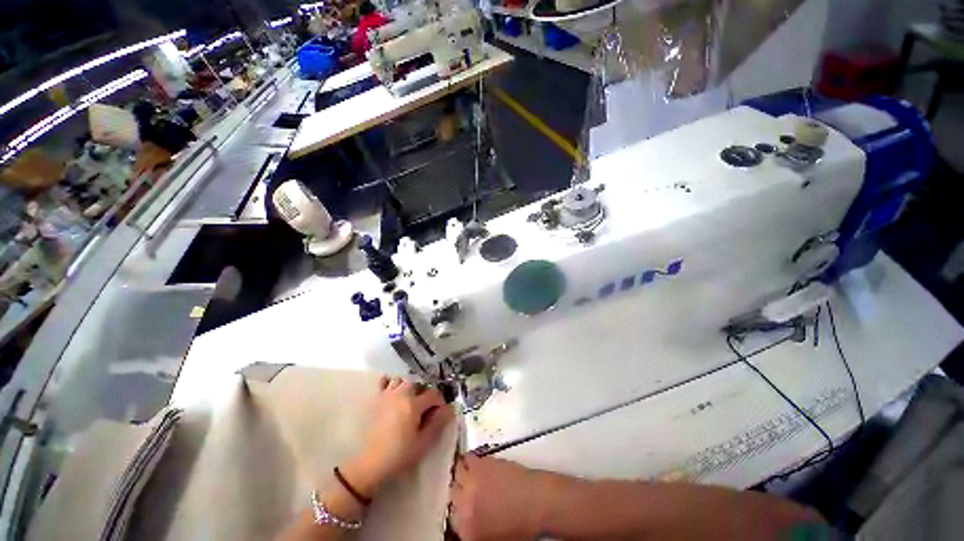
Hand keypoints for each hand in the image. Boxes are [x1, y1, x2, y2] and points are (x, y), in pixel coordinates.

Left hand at [342, 377, 453, 496]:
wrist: (370, 464)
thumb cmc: (399, 455)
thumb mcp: (423, 442)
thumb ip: (438, 423)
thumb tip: (450, 408)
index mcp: (414, 404)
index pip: (433, 394)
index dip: (439, 402)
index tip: (440, 413)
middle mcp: (401, 394)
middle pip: (418, 383)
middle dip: (425, 392)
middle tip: (425, 408)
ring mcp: (387, 394)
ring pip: (402, 380)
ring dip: (409, 387)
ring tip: (410, 400)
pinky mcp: (377, 399)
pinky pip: (385, 382)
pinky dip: (391, 382)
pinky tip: (394, 392)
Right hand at [450, 456, 554, 540]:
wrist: (538, 502)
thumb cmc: (521, 525)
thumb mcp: (493, 537)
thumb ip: (474, 529)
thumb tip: (467, 518)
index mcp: (468, 531)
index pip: (452, 520)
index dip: (459, 512)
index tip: (465, 507)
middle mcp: (464, 507)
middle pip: (452, 495)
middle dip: (459, 492)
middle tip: (469, 490)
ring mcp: (471, 484)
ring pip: (456, 474)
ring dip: (462, 474)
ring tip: (470, 474)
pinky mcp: (480, 465)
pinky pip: (466, 459)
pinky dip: (468, 460)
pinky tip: (474, 463)